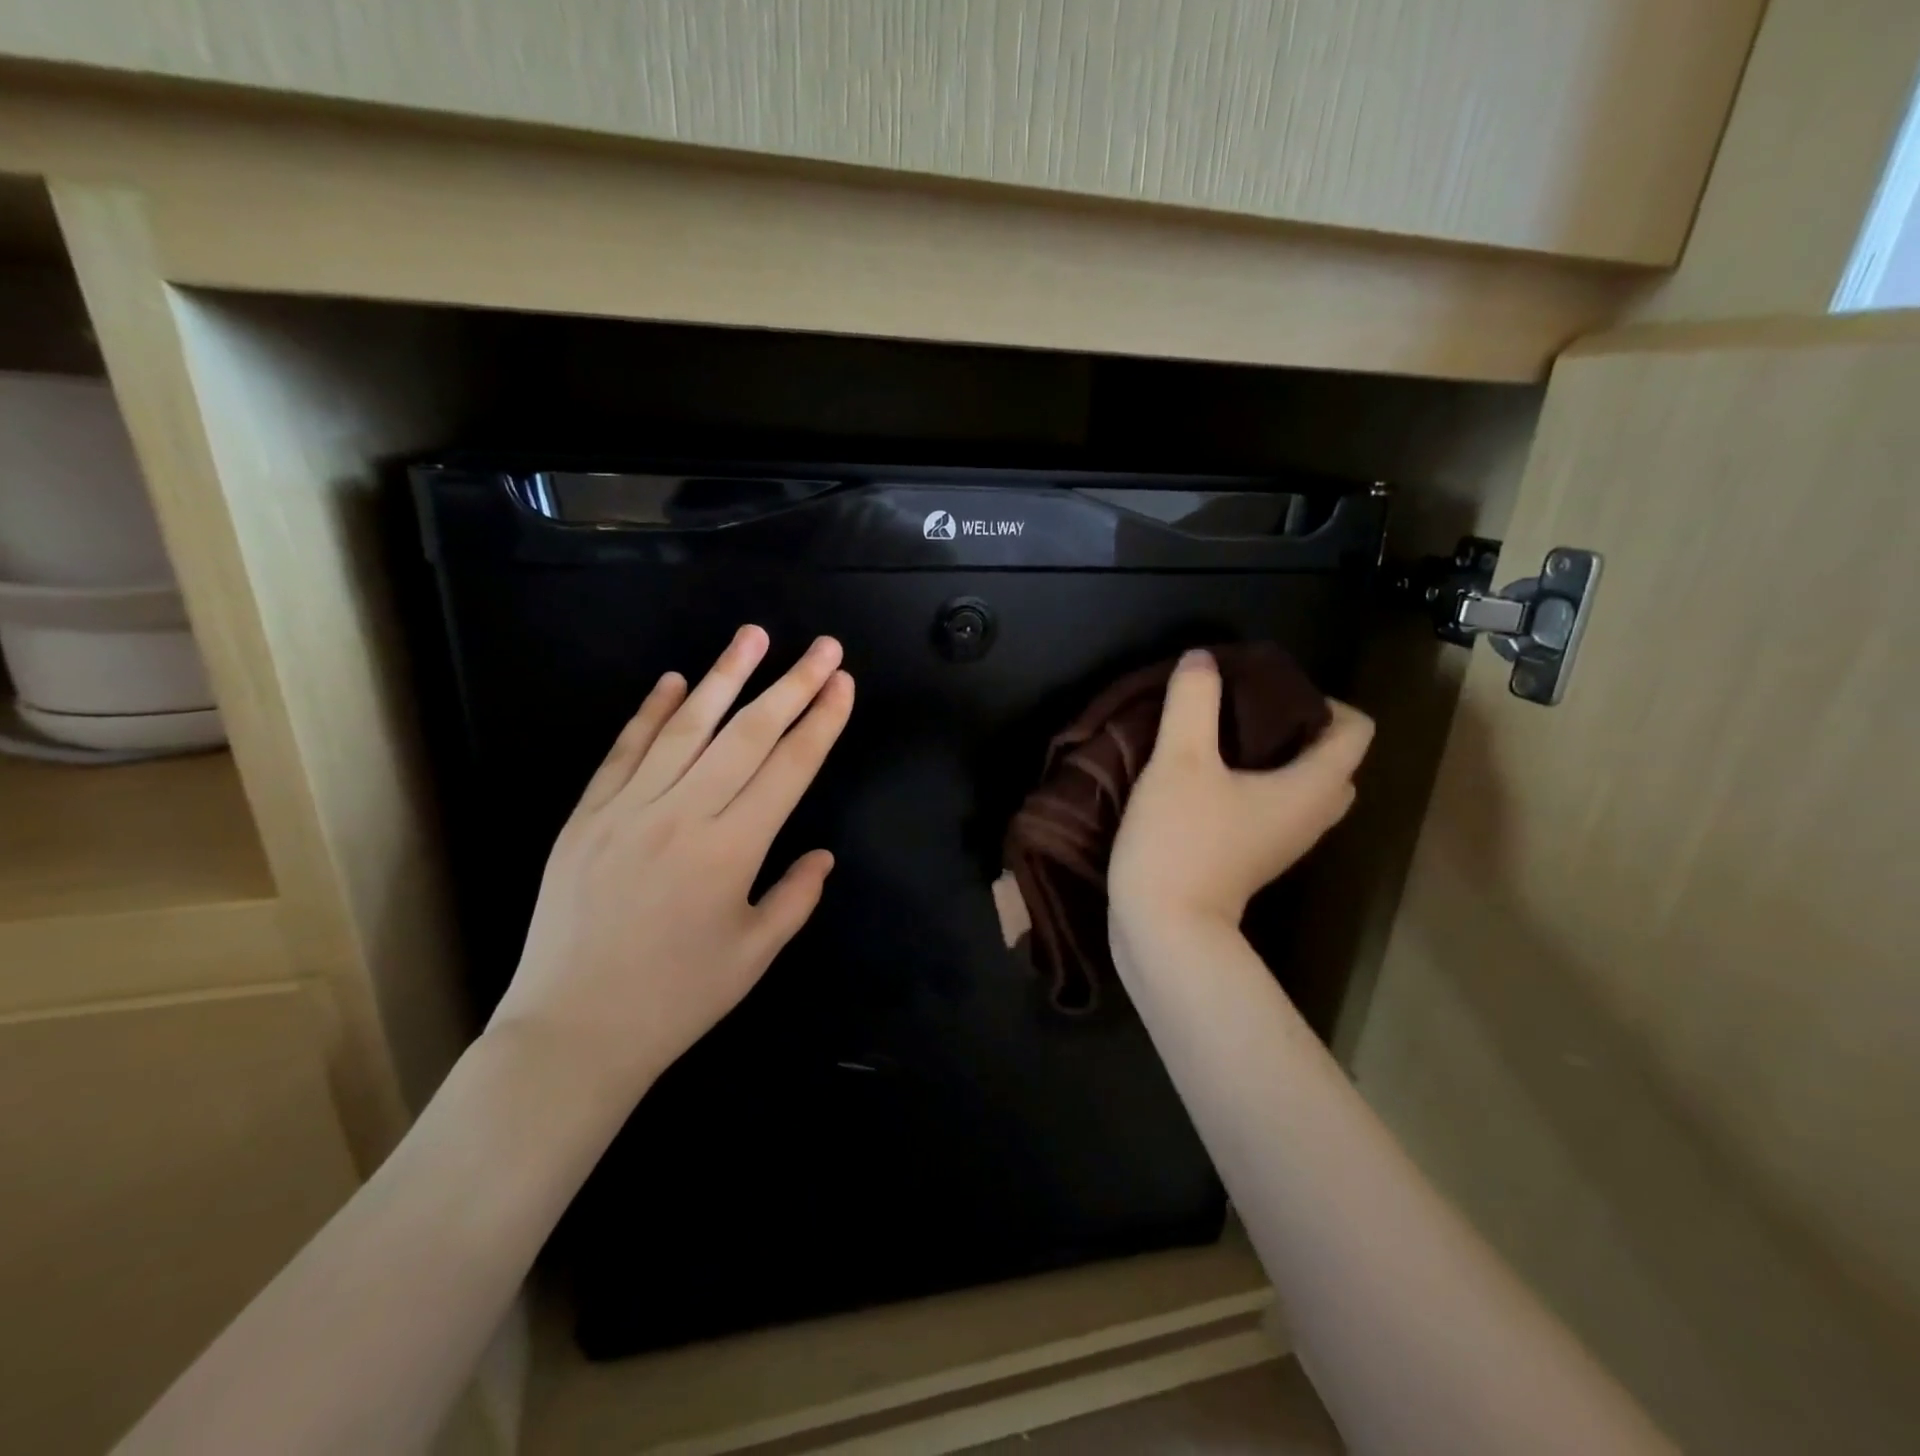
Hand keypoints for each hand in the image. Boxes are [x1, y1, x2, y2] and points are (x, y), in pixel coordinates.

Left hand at [488, 625, 853, 1105]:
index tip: (843, 683)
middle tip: (823, 646)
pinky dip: (650, 713)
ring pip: (686, 728)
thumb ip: (795, 897)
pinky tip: (673, 681)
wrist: (571, 1032)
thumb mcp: (753, 955)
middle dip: (792, 685)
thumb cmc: (675, 999)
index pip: (789, 768)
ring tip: (754, 636)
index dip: (821, 722)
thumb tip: (822, 855)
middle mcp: (683, 816)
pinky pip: (624, 751)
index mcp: (732, 851)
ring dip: (724, 677)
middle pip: (748, 735)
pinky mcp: (587, 816)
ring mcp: (628, 810)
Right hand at [1109, 648, 1372, 934]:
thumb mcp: (1179, 760)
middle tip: (1247, 710)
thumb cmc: (1181, 841)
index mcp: (1312, 787)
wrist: (1163, 928)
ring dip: (1275, 759)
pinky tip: (1208, 778)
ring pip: (1301, 788)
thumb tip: (1201, 659)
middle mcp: (1311, 816)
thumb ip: (1192, 702)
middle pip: (1332, 760)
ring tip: (1224, 738)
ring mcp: (1283, 843)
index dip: (1324, 699)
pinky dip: (1254, 786)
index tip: (1269, 689)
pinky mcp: (1253, 859)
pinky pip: (1273, 809)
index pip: (1356, 729)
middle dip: (1298, 727)